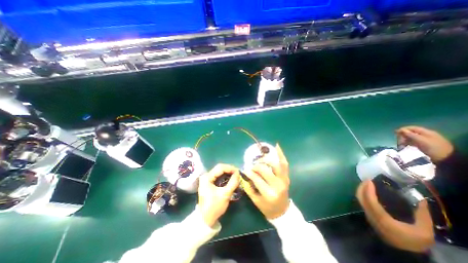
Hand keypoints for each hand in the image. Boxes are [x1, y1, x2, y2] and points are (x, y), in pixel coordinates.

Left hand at [198, 165, 240, 227]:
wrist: (205, 219)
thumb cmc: (214, 207)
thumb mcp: (225, 194)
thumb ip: (233, 182)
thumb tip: (238, 173)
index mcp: (207, 177)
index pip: (220, 168)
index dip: (230, 168)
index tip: (239, 172)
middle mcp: (206, 176)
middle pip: (220, 168)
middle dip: (229, 170)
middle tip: (238, 174)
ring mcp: (207, 179)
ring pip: (219, 172)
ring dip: (228, 173)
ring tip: (236, 176)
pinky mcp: (209, 183)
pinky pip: (218, 176)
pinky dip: (225, 177)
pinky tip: (230, 179)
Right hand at [241, 144, 288, 219]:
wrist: (282, 212)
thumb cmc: (267, 208)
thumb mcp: (255, 201)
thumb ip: (249, 187)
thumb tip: (244, 174)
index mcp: (269, 193)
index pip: (257, 178)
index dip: (250, 172)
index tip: (245, 170)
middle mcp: (278, 185)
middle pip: (265, 170)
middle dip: (256, 166)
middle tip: (252, 166)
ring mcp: (284, 180)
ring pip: (275, 164)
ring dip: (266, 159)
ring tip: (260, 159)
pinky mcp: (287, 177)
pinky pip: (284, 164)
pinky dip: (281, 154)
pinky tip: (277, 146)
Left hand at [356, 180, 434, 250]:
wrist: (405, 253)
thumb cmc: (414, 241)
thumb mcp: (424, 231)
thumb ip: (423, 215)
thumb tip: (422, 200)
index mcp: (382, 218)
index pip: (370, 200)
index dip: (368, 189)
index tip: (370, 181)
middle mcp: (371, 215)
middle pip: (361, 198)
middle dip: (362, 187)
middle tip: (367, 180)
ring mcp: (368, 216)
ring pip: (360, 200)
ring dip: (361, 190)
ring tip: (367, 184)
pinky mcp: (368, 217)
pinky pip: (362, 203)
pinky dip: (363, 195)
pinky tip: (369, 192)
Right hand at [394, 126, 453, 161]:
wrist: (445, 158)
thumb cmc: (434, 148)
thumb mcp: (422, 141)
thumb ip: (411, 135)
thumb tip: (400, 130)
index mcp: (426, 132)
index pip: (412, 128)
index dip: (403, 129)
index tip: (395, 133)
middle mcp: (424, 135)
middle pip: (410, 133)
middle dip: (403, 136)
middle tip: (399, 141)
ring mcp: (423, 141)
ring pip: (409, 138)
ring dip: (404, 141)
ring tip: (401, 145)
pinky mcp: (422, 146)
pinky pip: (411, 143)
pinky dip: (407, 144)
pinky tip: (405, 147)